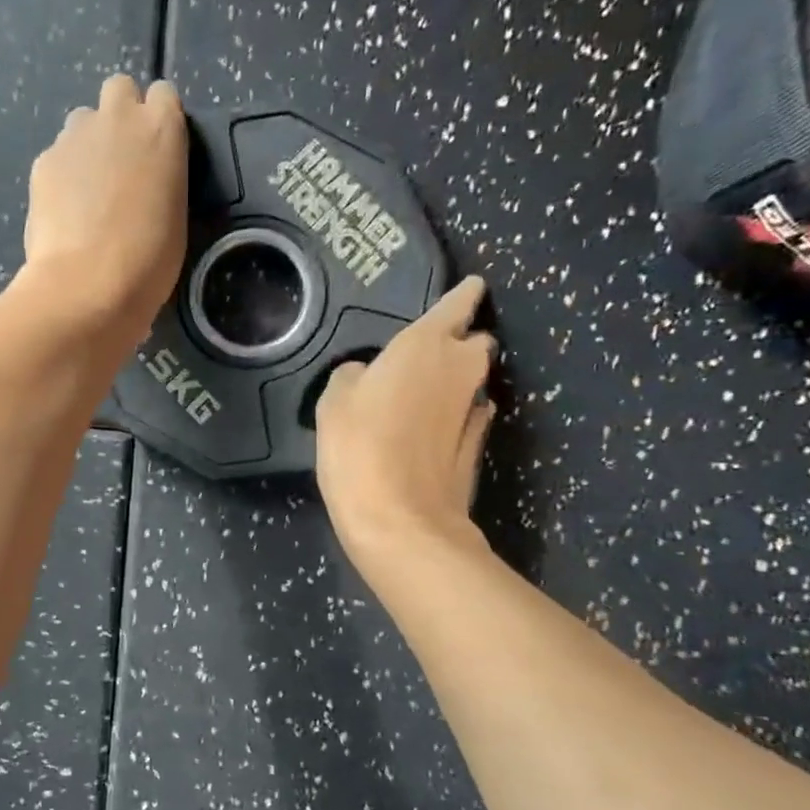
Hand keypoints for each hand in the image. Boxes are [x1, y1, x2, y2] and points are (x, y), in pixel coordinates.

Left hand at [21, 74, 187, 343]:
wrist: (88, 285)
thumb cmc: (149, 261)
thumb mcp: (175, 215)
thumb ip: (161, 178)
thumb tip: (142, 179)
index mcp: (162, 130)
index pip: (163, 94)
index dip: (159, 119)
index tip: (158, 149)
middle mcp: (118, 118)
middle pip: (119, 89)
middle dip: (120, 115)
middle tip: (122, 161)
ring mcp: (75, 136)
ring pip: (82, 121)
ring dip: (89, 144)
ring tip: (89, 191)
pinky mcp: (43, 161)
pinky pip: (57, 156)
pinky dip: (63, 175)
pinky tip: (65, 211)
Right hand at [315, 276, 497, 552]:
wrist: (400, 521)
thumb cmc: (359, 448)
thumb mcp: (334, 402)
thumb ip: (354, 376)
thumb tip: (368, 376)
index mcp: (426, 346)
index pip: (457, 304)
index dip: (463, 294)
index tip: (469, 288)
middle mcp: (460, 371)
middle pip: (475, 344)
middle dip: (460, 342)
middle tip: (427, 354)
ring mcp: (472, 412)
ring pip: (473, 382)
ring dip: (457, 381)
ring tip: (425, 392)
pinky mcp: (474, 450)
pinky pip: (470, 416)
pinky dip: (458, 414)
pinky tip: (437, 425)